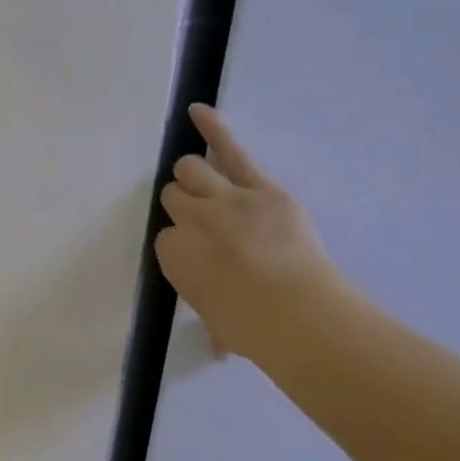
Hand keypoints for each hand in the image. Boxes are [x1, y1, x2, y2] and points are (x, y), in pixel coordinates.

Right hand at [156, 103, 348, 362]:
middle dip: (183, 205)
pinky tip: (196, 112)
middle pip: (174, 197)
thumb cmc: (250, 328)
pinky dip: (211, 128)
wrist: (294, 310)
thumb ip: (215, 324)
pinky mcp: (259, 187)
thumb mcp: (220, 327)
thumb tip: (218, 347)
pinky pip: (230, 150)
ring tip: (201, 181)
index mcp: (173, 257)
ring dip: (193, 175)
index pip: (165, 237)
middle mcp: (190, 221)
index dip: (181, 243)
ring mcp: (224, 199)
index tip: (196, 253)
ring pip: (192, 169)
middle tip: (199, 218)